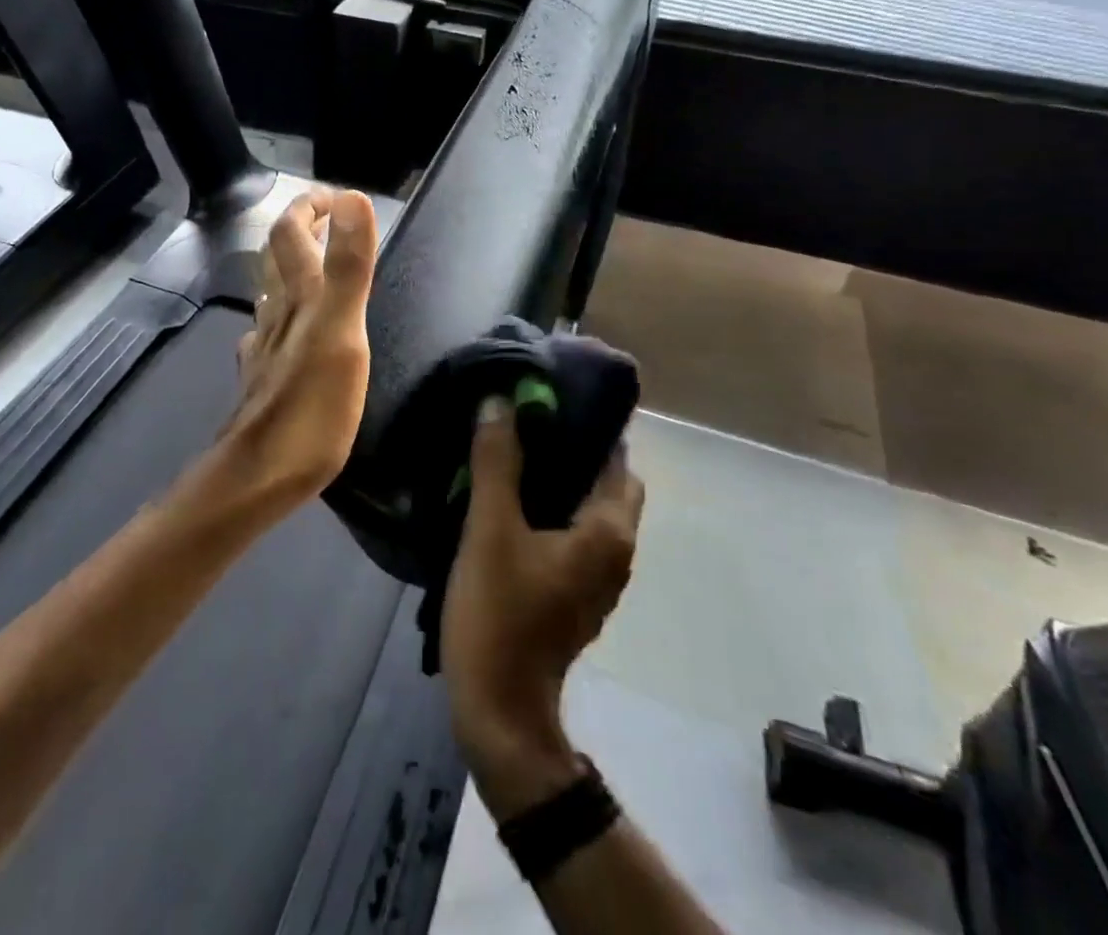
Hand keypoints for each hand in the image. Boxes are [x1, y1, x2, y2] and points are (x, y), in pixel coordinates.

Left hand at [205, 187, 378, 515]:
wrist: (260, 475)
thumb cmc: (310, 406)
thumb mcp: (342, 332)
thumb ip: (349, 266)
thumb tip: (353, 197)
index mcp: (299, 298)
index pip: (291, 233)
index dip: (309, 208)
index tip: (335, 197)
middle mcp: (276, 314)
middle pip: (276, 258)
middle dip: (297, 230)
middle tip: (324, 218)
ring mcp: (265, 348)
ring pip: (271, 294)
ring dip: (289, 269)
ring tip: (312, 263)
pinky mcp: (264, 378)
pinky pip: (268, 334)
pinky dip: (279, 316)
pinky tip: (284, 331)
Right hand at [441, 398, 644, 815]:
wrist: (499, 710)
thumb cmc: (500, 613)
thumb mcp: (490, 528)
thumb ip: (496, 461)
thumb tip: (499, 402)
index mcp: (608, 531)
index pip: (615, 457)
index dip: (585, 423)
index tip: (546, 396)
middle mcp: (616, 551)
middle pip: (606, 482)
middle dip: (573, 449)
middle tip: (526, 424)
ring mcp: (598, 578)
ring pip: (590, 509)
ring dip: (561, 479)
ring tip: (514, 452)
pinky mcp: (575, 594)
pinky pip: (574, 534)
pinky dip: (554, 509)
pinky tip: (511, 500)